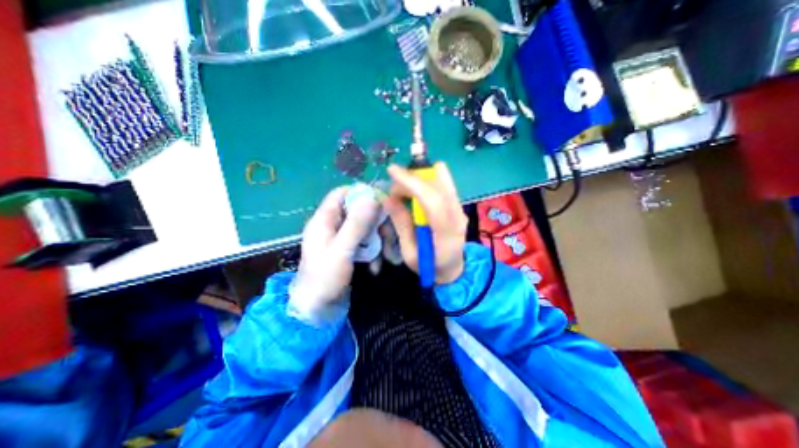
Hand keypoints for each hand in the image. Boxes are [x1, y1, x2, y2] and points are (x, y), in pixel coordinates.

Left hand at [290, 188, 378, 323]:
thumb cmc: (324, 279)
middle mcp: (332, 225)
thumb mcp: (341, 250)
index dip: (362, 193)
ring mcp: (340, 238)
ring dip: (378, 240)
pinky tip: (377, 266)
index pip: (342, 193)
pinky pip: (364, 243)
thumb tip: (373, 197)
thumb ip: (356, 224)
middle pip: (358, 211)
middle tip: (389, 235)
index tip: (382, 202)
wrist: (316, 311)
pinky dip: (373, 252)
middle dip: (376, 222)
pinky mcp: (348, 250)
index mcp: (324, 220)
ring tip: (386, 256)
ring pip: (365, 227)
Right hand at [381, 163, 469, 282]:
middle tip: (394, 189)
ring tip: (404, 190)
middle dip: (413, 179)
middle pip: (438, 186)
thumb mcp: (409, 253)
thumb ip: (401, 224)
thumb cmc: (429, 266)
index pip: (432, 201)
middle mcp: (458, 216)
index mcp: (446, 233)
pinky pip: (443, 185)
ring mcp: (460, 210)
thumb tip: (387, 198)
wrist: (452, 270)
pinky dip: (427, 182)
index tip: (392, 171)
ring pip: (443, 181)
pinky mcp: (458, 206)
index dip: (412, 183)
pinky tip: (415, 191)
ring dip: (420, 178)